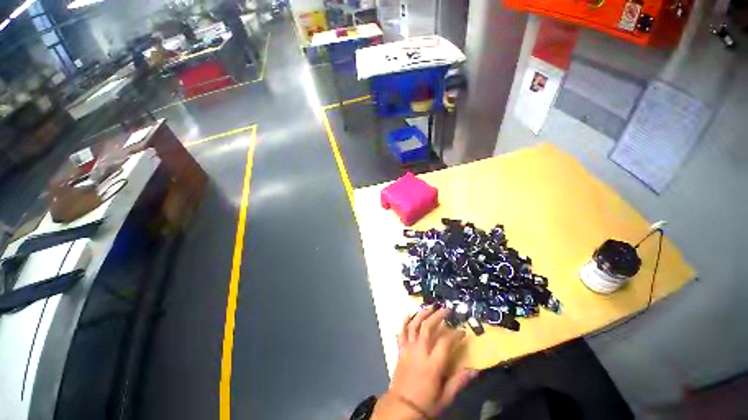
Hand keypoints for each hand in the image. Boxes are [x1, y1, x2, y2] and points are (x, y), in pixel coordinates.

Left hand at [372, 306, 477, 418]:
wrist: (402, 407)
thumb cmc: (426, 403)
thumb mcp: (446, 397)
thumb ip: (459, 381)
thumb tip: (475, 369)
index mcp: (433, 364)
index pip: (445, 342)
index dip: (455, 334)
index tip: (462, 330)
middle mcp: (419, 352)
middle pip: (427, 327)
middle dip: (438, 316)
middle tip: (446, 310)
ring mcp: (408, 349)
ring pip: (414, 325)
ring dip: (422, 314)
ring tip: (430, 306)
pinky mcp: (400, 350)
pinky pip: (401, 332)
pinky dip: (405, 321)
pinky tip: (409, 314)